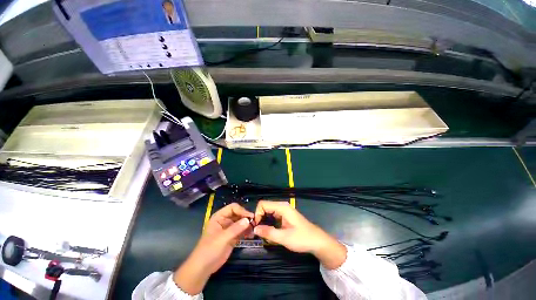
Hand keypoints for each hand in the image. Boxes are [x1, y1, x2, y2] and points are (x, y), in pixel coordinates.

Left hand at [174, 203, 252, 294]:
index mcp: (219, 217)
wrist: (203, 268)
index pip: (233, 208)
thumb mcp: (222, 238)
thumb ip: (235, 229)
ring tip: (255, 229)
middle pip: (238, 214)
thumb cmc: (209, 250)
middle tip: (256, 223)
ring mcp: (229, 229)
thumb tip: (248, 220)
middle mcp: (225, 220)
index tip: (250, 217)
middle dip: (246, 218)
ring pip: (241, 222)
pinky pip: (241, 230)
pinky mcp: (232, 236)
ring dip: (248, 224)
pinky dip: (247, 231)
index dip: (242, 210)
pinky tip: (252, 234)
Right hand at [253, 200, 346, 269]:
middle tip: (257, 232)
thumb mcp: (284, 238)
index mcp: (282, 207)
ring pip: (268, 212)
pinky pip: (273, 216)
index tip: (256, 227)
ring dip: (264, 221)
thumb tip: (255, 229)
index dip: (257, 214)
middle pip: (265, 207)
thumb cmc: (302, 238)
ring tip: (263, 233)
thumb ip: (269, 232)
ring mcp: (284, 211)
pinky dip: (269, 222)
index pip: (263, 204)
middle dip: (259, 218)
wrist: (317, 241)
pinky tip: (270, 232)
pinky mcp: (285, 216)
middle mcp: (282, 206)